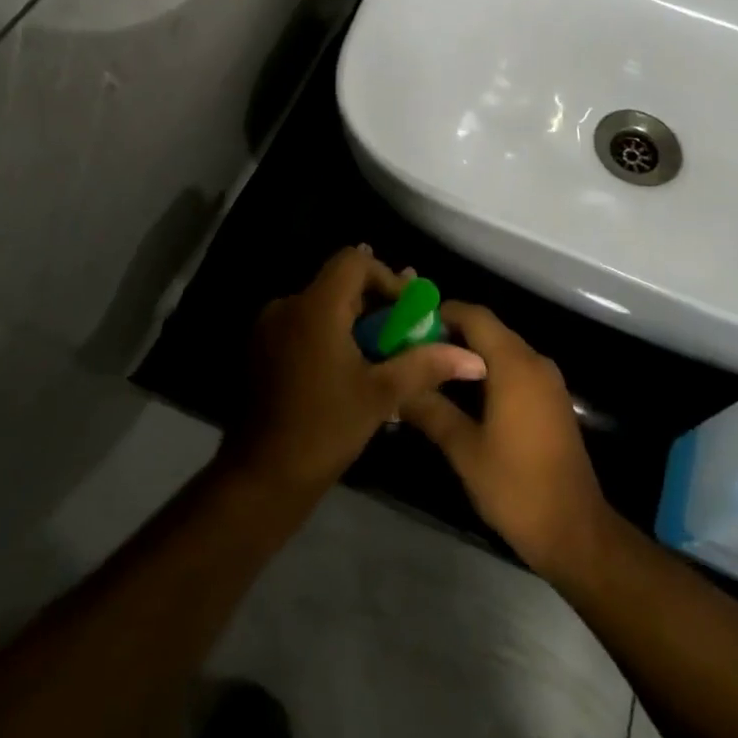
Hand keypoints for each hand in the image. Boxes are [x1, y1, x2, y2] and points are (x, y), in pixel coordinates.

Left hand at [228, 245, 487, 498]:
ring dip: (355, 320)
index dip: (386, 276)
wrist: (263, 477)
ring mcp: (270, 327)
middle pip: (339, 283)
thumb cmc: (326, 429)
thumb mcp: (382, 394)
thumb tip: (474, 359)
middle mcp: (287, 306)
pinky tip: (351, 367)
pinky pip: (305, 325)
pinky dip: (331, 334)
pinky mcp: (263, 349)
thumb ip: (426, 364)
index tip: (408, 310)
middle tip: (404, 332)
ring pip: (322, 306)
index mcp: (315, 306)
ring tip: (382, 354)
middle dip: (375, 302)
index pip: (354, 261)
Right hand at [400, 304, 614, 577]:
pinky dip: (488, 372)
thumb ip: (431, 411)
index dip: (441, 313)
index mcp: (514, 364)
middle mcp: (534, 361)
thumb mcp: (464, 450)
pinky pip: (515, 369)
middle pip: (488, 330)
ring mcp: (548, 381)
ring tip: (430, 372)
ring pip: (502, 350)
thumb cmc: (516, 486)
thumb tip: (400, 389)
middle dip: (450, 335)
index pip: (475, 316)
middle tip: (412, 351)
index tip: (408, 325)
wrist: (575, 532)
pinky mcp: (552, 401)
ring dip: (469, 356)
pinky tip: (462, 396)